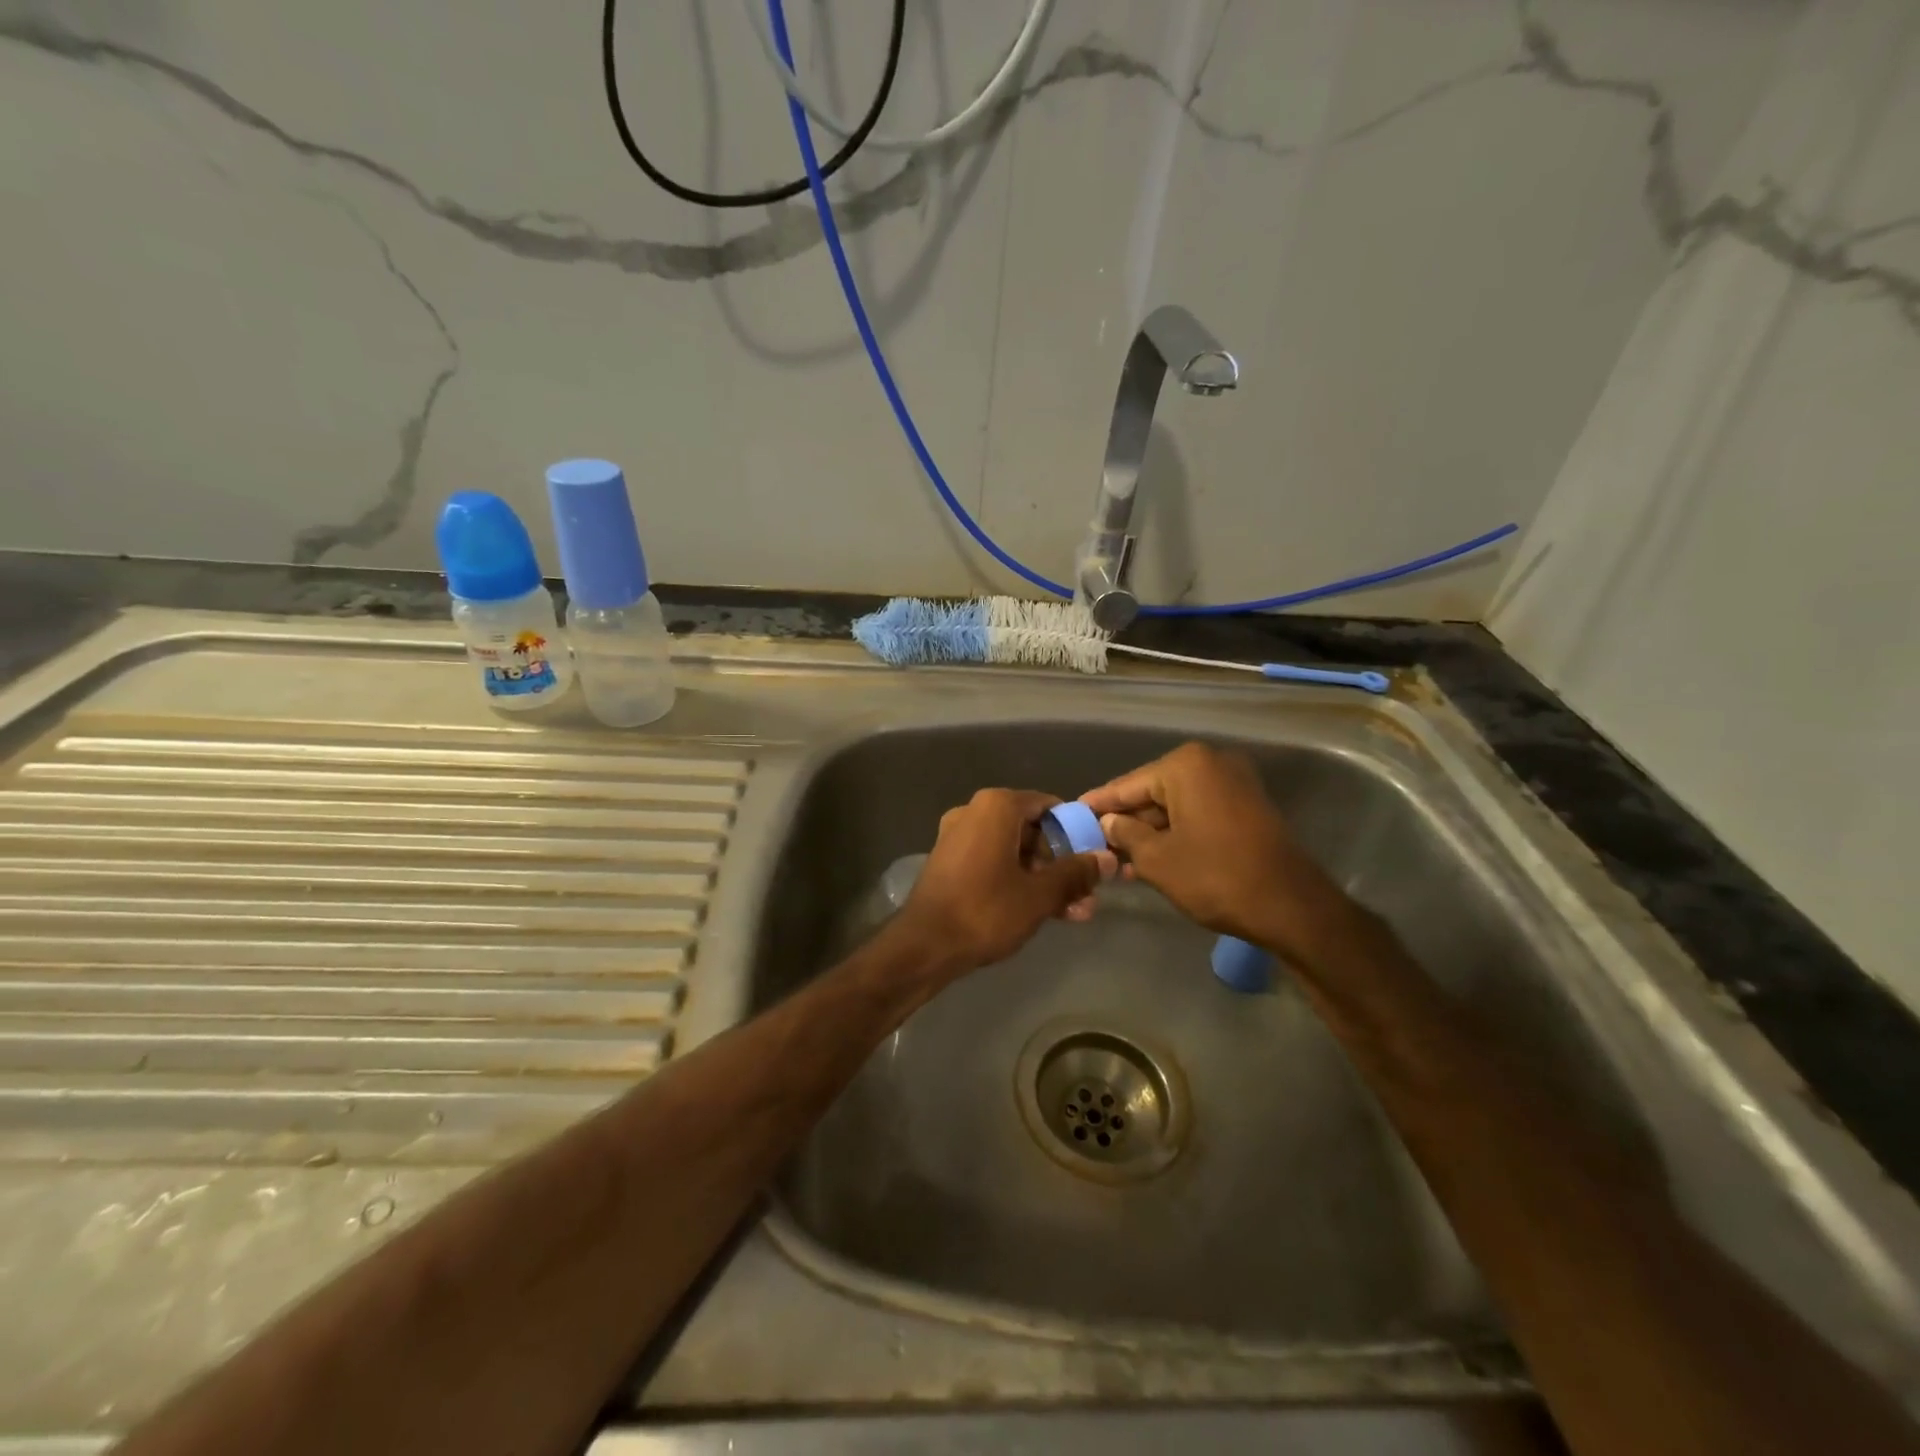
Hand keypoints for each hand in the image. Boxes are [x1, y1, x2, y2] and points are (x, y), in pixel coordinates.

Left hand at [895, 789, 1114, 974]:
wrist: (924, 945)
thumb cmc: (985, 910)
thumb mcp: (1039, 894)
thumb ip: (1075, 873)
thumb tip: (1107, 858)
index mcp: (996, 807)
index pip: (1049, 806)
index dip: (1076, 832)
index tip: (1094, 858)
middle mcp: (974, 812)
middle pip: (1032, 831)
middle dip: (1062, 863)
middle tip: (1087, 893)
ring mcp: (958, 837)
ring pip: (1014, 851)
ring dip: (1044, 878)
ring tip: (1074, 912)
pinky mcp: (950, 862)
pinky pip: (994, 862)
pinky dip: (1017, 880)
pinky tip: (1043, 911)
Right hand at [1079, 742, 1342, 955]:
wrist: (1290, 906)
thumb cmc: (1215, 876)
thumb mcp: (1157, 859)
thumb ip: (1125, 834)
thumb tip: (1109, 822)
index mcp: (1186, 766)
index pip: (1128, 784)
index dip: (1098, 803)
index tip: (1072, 813)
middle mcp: (1211, 763)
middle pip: (1152, 792)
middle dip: (1126, 822)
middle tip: (1095, 844)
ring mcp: (1234, 783)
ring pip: (1176, 805)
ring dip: (1149, 832)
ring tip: (1119, 861)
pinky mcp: (1247, 806)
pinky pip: (1198, 813)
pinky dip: (1176, 833)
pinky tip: (1151, 859)